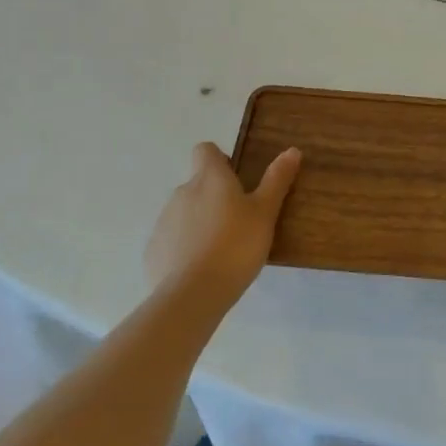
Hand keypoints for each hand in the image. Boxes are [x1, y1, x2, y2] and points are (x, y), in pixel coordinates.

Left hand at [145, 142, 300, 312]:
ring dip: (200, 222)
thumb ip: (277, 180)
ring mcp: (163, 222)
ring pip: (184, 213)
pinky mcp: (153, 250)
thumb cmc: (235, 246)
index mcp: (209, 178)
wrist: (192, 295)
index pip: (205, 150)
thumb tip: (292, 150)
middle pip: (197, 184)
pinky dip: (184, 248)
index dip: (220, 160)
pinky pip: (172, 241)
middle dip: (214, 197)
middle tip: (238, 222)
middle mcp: (182, 192)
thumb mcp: (265, 213)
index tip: (236, 180)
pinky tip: (200, 269)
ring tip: (221, 250)